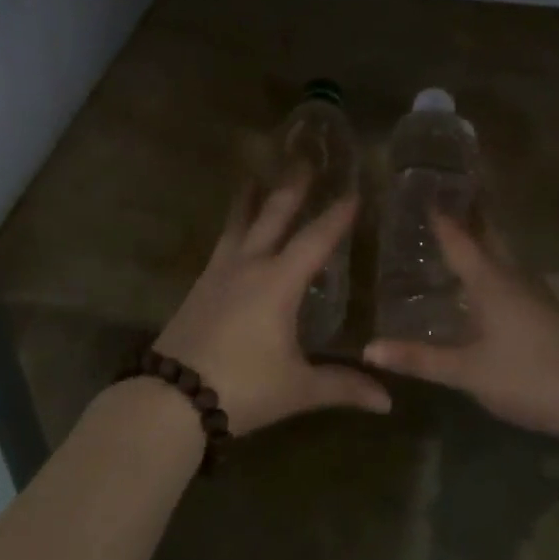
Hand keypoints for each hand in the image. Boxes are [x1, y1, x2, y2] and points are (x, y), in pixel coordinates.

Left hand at [155, 174, 391, 435]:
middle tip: (302, 158)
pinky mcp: (199, 287)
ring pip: (238, 224)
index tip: (353, 192)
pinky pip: (222, 244)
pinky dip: (233, 226)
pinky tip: (233, 233)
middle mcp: (249, 267)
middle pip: (272, 216)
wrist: (171, 398)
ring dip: (251, 199)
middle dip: (291, 188)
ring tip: (254, 175)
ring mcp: (219, 273)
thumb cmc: (242, 388)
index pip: (315, 240)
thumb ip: (342, 385)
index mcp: (278, 283)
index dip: (336, 216)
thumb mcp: (297, 388)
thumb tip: (387, 401)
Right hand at [365, 214, 558, 444]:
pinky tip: (481, 283)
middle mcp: (512, 277)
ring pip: (502, 254)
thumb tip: (368, 349)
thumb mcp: (467, 371)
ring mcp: (532, 293)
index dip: (438, 217)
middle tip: (440, 198)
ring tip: (454, 232)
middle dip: (467, 214)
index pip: (459, 239)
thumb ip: (419, 359)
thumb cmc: (529, 376)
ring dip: (481, 238)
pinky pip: (509, 275)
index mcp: (490, 281)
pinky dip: (490, 265)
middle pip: (488, 235)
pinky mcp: (543, 312)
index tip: (419, 191)